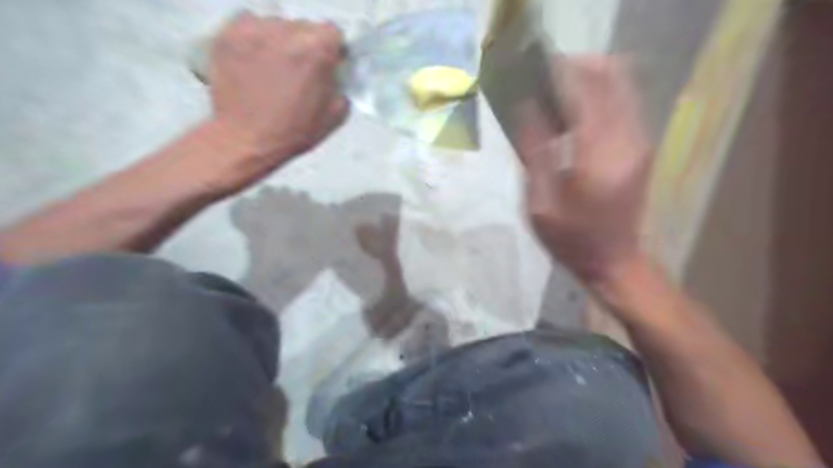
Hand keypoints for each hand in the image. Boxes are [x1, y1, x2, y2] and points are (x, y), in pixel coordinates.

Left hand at [211, 14, 352, 187]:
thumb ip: (340, 85)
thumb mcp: (336, 115)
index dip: (332, 49)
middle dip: (307, 46)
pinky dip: (257, 40)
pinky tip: (256, 62)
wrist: (248, 139)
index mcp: (317, 51)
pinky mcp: (229, 34)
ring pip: (277, 25)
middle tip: (300, 71)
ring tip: (275, 69)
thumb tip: (335, 72)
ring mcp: (255, 30)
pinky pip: (250, 25)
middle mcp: (287, 32)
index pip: (333, 32)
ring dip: (281, 42)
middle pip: (305, 27)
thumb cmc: (294, 131)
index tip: (327, 64)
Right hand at [519, 55, 652, 280]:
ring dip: (589, 80)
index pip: (587, 91)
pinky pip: (623, 104)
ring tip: (555, 97)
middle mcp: (627, 140)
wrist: (613, 262)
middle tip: (544, 81)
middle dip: (579, 67)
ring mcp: (640, 142)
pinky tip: (572, 116)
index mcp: (598, 156)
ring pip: (621, 86)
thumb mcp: (540, 203)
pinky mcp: (641, 147)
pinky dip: (599, 97)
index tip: (535, 71)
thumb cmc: (570, 239)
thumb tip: (527, 109)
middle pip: (612, 77)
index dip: (562, 72)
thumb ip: (535, 153)